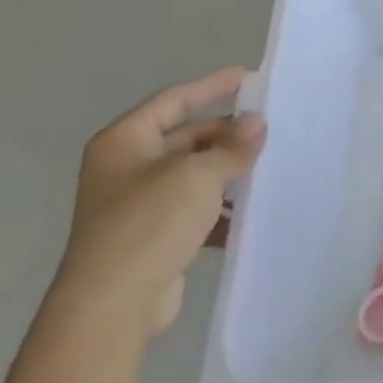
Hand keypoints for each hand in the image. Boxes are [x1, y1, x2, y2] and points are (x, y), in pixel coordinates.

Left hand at [52, 67, 265, 338]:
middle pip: (185, 138)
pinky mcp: (153, 236)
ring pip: (193, 176)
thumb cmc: (149, 224)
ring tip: (269, 169)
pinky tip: (251, 214)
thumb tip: (257, 123)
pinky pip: (194, 210)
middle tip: (270, 132)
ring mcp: (138, 204)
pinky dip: (220, 209)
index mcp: (125, 142)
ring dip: (228, 173)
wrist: (113, 304)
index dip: (211, 87)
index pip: (174, 101)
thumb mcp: (197, 176)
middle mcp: (127, 167)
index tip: (249, 78)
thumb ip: (231, 147)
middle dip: (226, 136)